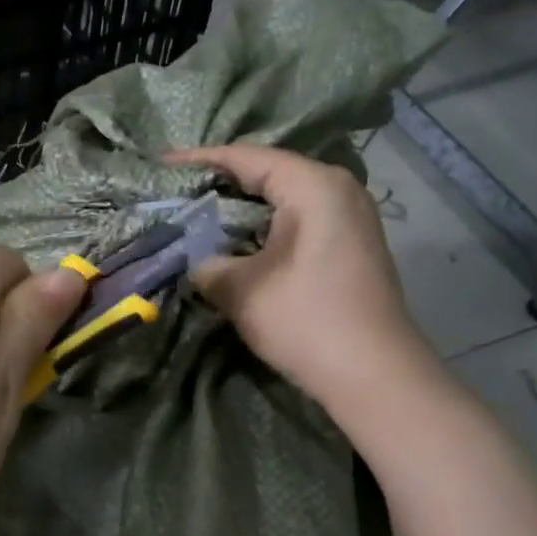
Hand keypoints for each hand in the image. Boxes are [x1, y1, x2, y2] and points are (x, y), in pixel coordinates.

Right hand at [167, 144, 428, 408]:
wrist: (377, 377)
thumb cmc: (308, 322)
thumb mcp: (241, 291)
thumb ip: (206, 264)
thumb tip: (194, 260)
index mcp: (313, 186)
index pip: (246, 158)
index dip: (198, 160)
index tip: (159, 165)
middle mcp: (337, 188)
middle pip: (266, 172)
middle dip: (218, 183)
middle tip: (173, 191)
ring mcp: (349, 216)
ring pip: (282, 198)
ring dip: (240, 208)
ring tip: (196, 214)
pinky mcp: (350, 243)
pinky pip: (297, 219)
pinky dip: (263, 226)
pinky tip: (235, 241)